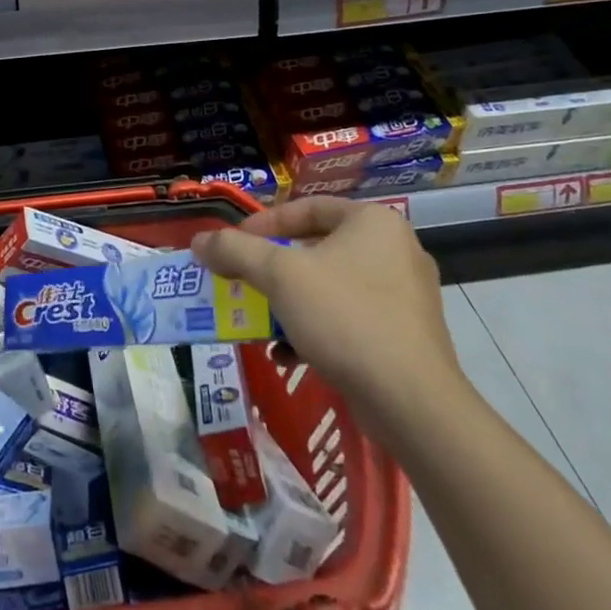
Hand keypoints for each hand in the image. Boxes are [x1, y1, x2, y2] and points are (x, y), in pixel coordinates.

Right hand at [190, 198, 465, 441]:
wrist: (411, 402)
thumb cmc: (344, 317)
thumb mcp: (279, 276)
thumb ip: (235, 251)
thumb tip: (199, 241)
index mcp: (373, 222)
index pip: (307, 207)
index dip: (263, 223)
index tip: (233, 245)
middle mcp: (395, 249)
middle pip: (316, 248)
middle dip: (272, 269)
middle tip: (242, 281)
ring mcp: (406, 295)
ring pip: (330, 286)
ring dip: (289, 302)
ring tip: (260, 320)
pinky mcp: (406, 335)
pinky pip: (349, 318)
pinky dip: (315, 329)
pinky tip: (287, 353)